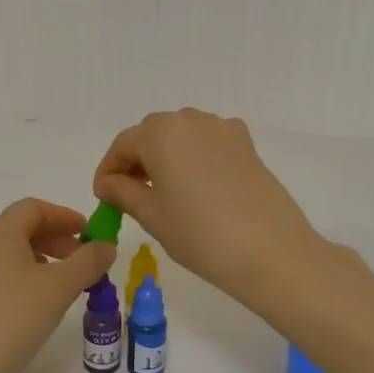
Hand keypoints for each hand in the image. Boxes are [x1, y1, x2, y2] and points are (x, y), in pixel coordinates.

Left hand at [0, 198, 117, 372]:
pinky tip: (33, 308)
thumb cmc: (10, 319)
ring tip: (63, 287)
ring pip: (8, 255)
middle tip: (82, 261)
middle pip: (20, 229)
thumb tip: (106, 246)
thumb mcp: (59, 288)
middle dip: (55, 240)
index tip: (89, 232)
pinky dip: (21, 280)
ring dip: (40, 262)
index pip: (33, 208)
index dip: (64, 216)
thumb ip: (88, 262)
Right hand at [93, 109, 323, 314]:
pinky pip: (208, 144)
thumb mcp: (152, 215)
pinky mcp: (247, 145)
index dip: (108, 170)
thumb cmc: (200, 234)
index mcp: (161, 133)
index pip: (123, 144)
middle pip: (152, 134)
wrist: (271, 252)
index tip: (102, 196)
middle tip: (128, 195)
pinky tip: (196, 189)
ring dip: (165, 158)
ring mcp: (223, 129)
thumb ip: (123, 192)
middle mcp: (191, 120)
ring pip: (181, 137)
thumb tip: (108, 183)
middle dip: (136, 161)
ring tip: (162, 193)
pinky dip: (194, 159)